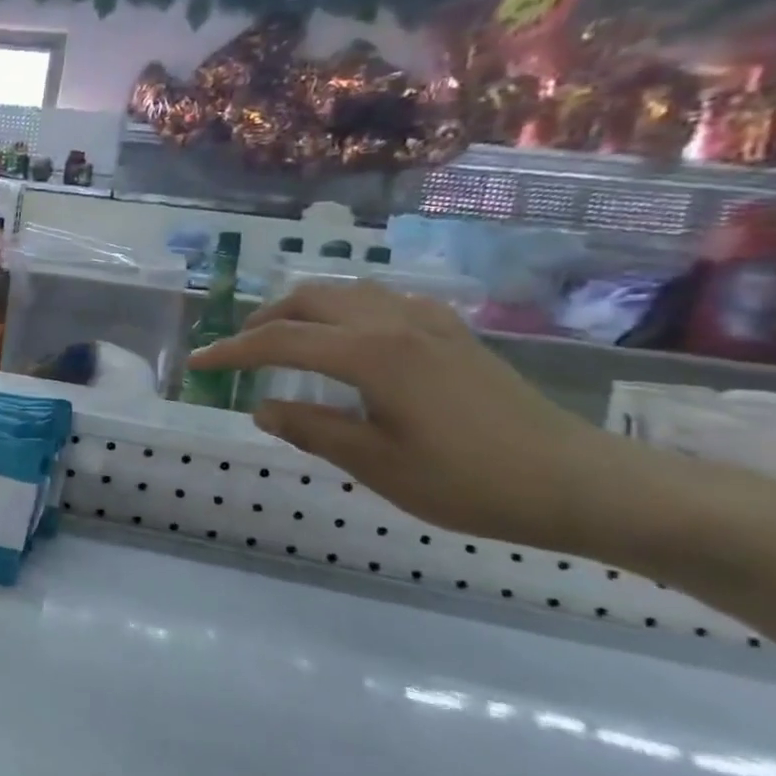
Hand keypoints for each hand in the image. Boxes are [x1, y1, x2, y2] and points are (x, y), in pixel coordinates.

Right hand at [187, 279, 606, 548]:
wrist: (580, 483)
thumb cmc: (472, 481)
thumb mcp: (377, 465)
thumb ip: (312, 430)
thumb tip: (262, 409)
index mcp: (371, 354)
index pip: (279, 340)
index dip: (231, 352)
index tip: (196, 364)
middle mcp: (395, 323)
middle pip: (310, 300)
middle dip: (263, 319)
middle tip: (236, 350)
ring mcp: (429, 323)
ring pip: (346, 292)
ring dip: (302, 308)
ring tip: (282, 337)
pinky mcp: (452, 334)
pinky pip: (381, 301)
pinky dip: (343, 309)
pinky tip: (346, 336)